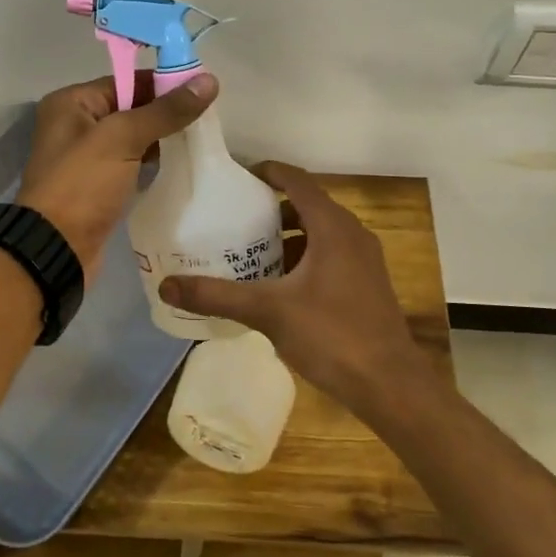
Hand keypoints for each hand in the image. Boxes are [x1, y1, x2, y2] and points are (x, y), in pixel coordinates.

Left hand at [17, 72, 216, 277]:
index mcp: (72, 103)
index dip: (163, 84)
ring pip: (132, 138)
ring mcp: (86, 158)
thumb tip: (208, 80)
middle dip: (165, 112)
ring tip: (200, 138)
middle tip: (207, 117)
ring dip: (161, 139)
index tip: (203, 90)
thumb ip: (165, 111)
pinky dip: (151, 162)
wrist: (57, 249)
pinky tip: (179, 164)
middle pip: (130, 108)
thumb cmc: (83, 184)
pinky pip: (129, 164)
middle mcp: (75, 125)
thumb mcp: (123, 138)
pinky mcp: (97, 186)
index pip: (126, 82)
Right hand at [158, 162, 429, 414]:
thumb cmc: (331, 335)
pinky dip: (303, 259)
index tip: (235, 179)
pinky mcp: (365, 284)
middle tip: (233, 220)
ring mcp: (363, 260)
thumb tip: (166, 286)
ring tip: (249, 252)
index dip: (267, 172)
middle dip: (270, 209)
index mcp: (333, 227)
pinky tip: (278, 287)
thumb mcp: (268, 312)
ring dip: (287, 237)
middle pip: (307, 205)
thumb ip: (217, 296)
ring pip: (319, 233)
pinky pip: (329, 256)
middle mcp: (352, 234)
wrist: (389, 384)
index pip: (297, 180)